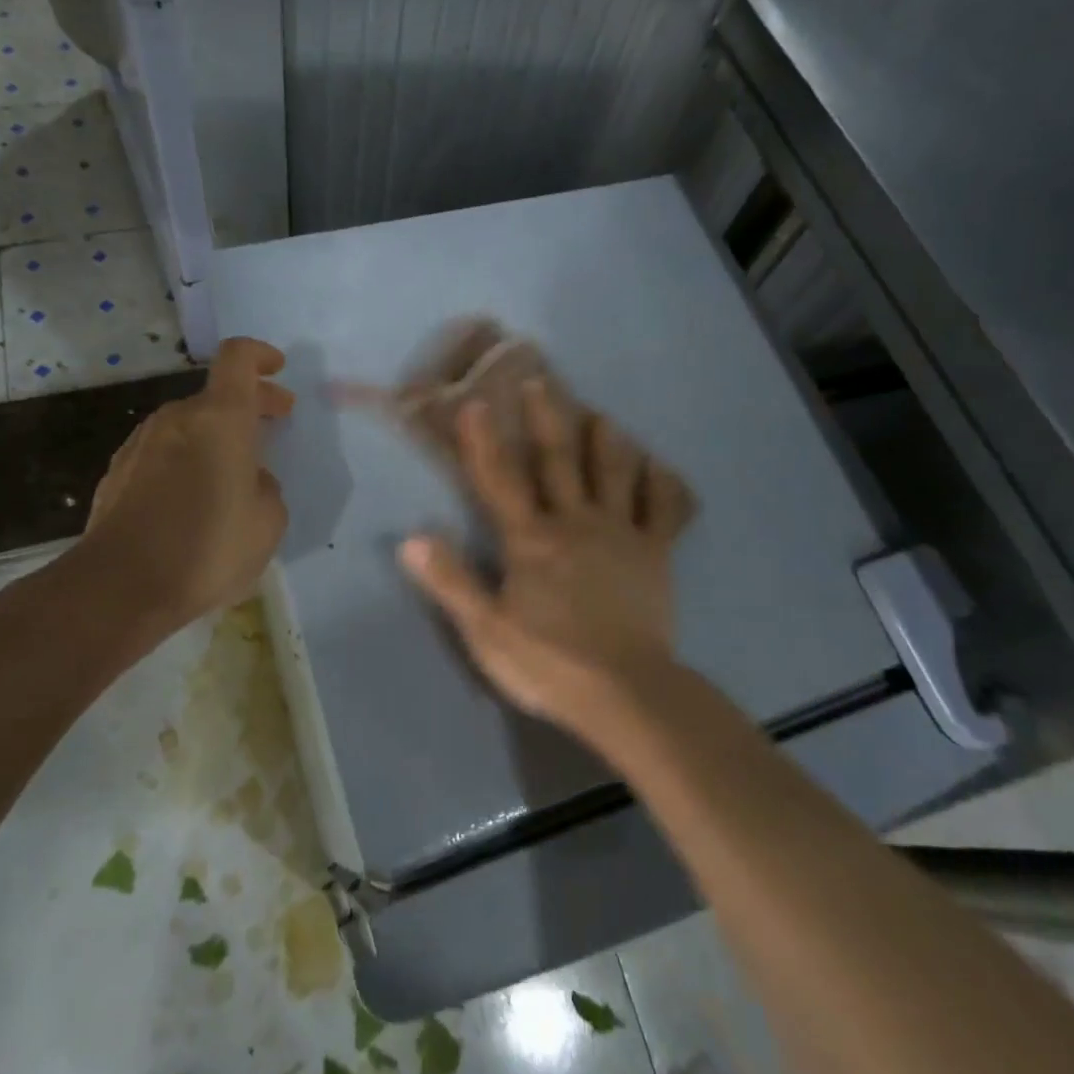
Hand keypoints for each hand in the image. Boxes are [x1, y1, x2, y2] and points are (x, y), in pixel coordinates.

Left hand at [65, 337, 293, 640]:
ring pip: (189, 424)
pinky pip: (164, 453)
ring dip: (217, 435)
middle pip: (216, 394)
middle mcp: (177, 419)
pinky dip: (188, 460)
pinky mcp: (117, 474)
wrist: (119, 586)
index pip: (238, 358)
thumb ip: (267, 487)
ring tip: (237, 469)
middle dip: (251, 403)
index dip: (260, 355)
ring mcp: (140, 444)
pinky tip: (196, 497)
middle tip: (277, 420)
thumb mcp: (268, 521)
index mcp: (219, 418)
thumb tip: (250, 479)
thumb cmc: (208, 546)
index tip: (278, 369)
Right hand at [398, 381, 679, 730]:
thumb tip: (411, 537)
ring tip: (600, 414)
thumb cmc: (549, 663)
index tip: (476, 402)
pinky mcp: (656, 553)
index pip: (499, 480)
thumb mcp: (486, 630)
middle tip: (540, 380)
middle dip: (546, 418)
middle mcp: (574, 522)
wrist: (626, 694)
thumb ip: (451, 582)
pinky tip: (658, 468)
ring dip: (605, 440)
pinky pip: (662, 510)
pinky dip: (661, 485)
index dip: (483, 441)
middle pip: (557, 461)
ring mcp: (620, 533)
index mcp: (530, 540)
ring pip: (612, 472)